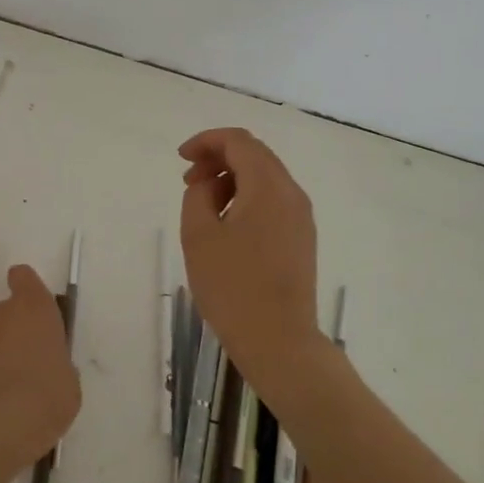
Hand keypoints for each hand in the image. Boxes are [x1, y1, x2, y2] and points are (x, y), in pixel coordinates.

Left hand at [0, 264, 80, 474]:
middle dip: (15, 329)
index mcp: (35, 307)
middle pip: (6, 310)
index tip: (32, 306)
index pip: (23, 277)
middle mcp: (2, 313)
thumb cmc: (48, 395)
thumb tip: (46, 364)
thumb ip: (56, 360)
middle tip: (29, 360)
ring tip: (10, 385)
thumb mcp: (69, 378)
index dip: (26, 286)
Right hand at [179, 128, 321, 393]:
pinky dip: (247, 198)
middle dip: (219, 158)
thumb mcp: (199, 236)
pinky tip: (227, 224)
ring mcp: (301, 217)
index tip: (181, 158)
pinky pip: (273, 201)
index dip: (207, 141)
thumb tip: (211, 185)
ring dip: (232, 179)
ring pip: (265, 178)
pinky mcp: (302, 239)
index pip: (239, 141)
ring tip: (203, 204)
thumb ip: (199, 195)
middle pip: (255, 155)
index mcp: (268, 186)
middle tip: (188, 181)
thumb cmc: (233, 287)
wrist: (279, 340)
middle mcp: (292, 194)